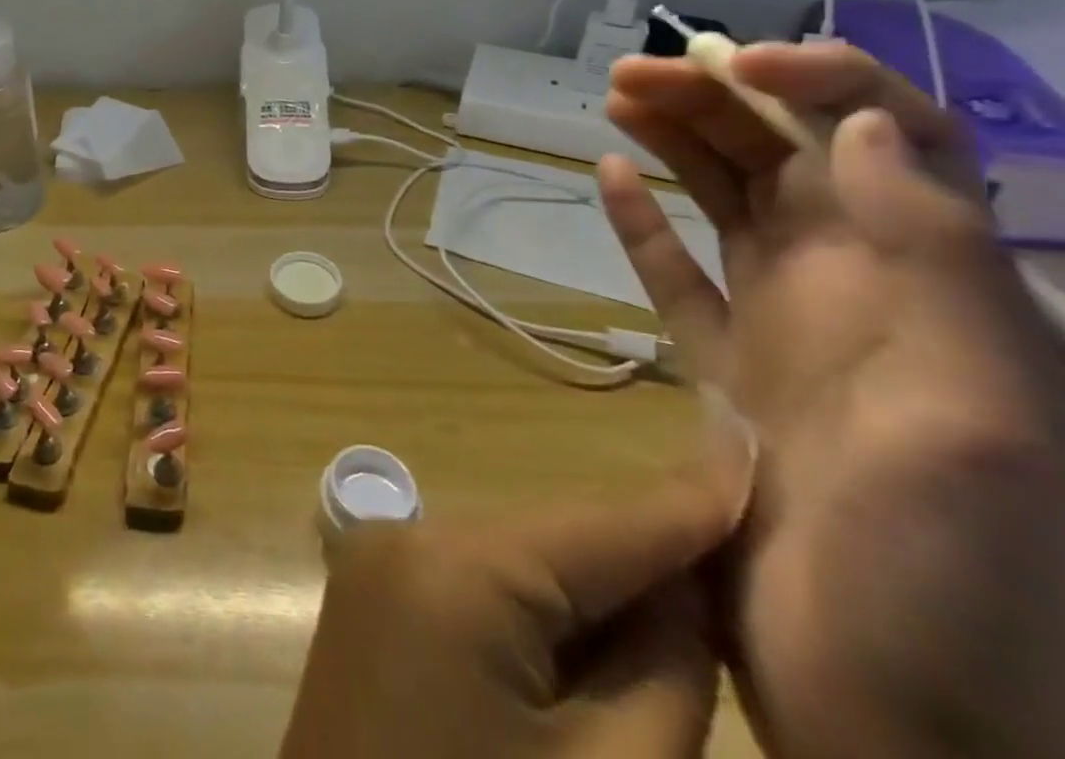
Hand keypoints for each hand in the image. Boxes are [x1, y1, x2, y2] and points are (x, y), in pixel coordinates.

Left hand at [279, 458, 747, 758]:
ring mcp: (378, 562)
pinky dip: (538, 617)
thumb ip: (661, 674)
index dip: (685, 502)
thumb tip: (684, 589)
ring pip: (516, 563)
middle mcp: (408, 534)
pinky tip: (594, 652)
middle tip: (740, 567)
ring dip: (594, 595)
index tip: (750, 447)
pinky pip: (475, 590)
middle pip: (555, 541)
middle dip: (644, 563)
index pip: (599, 524)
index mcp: (456, 564)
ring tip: (685, 616)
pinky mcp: (370, 599)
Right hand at [599, 42, 1064, 758]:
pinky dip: (642, 222)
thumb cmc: (958, 579)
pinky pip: (678, 275)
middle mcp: (865, 288)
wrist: (902, 716)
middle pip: (788, 160)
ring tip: (616, 100)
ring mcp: (789, 328)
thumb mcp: (981, 418)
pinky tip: (609, 178)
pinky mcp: (727, 370)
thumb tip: (855, 126)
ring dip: (676, 144)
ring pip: (726, 204)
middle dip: (716, 101)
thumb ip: (936, 263)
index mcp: (937, 285)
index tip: (733, 60)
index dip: (820, 79)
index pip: (892, 139)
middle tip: (630, 75)